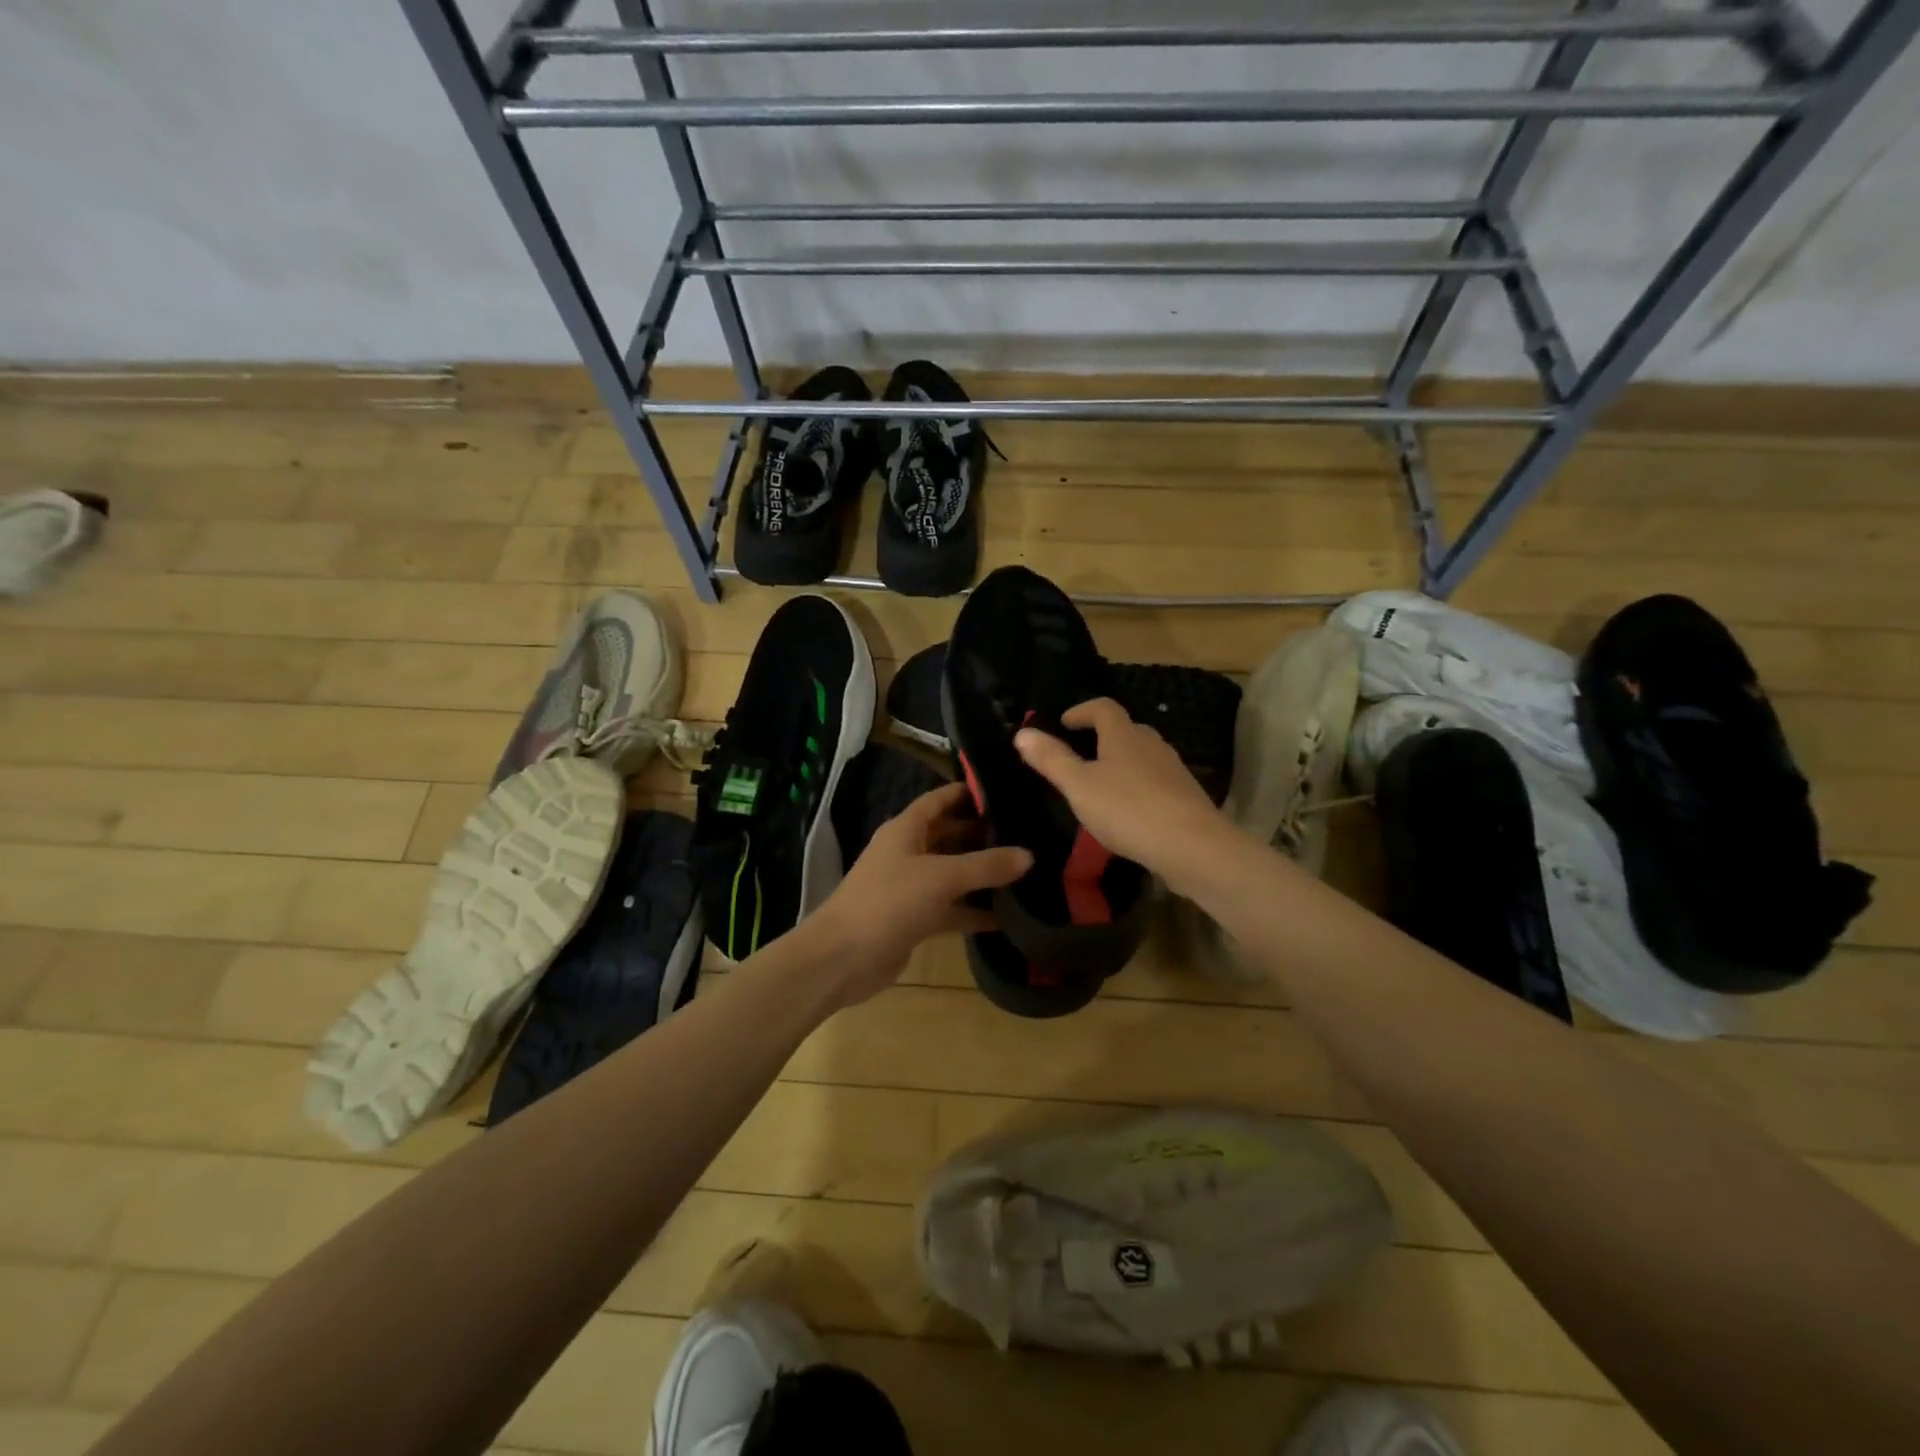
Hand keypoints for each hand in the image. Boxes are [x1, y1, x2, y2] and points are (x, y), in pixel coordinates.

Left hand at [808, 782, 1032, 1006]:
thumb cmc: (888, 902)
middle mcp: (909, 852)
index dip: (970, 792)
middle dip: (986, 834)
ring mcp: (912, 887)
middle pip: (952, 835)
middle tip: (1030, 832)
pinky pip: (952, 909)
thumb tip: (1029, 855)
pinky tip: (1009, 916)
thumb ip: (986, 865)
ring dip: (984, 874)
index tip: (1009, 789)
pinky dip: (975, 911)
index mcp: (906, 829)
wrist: (842, 959)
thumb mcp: (941, 878)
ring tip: (1029, 870)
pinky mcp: (916, 919)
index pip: (942, 799)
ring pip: (954, 874)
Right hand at [1015, 697, 1226, 877]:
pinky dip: (1137, 786)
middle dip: (1101, 737)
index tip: (1063, 723)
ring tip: (1100, 785)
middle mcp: (1151, 744)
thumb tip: (1022, 733)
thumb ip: (1051, 759)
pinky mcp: (1186, 795)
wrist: (1192, 846)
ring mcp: (1173, 769)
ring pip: (1142, 756)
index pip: (1103, 707)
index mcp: (1124, 735)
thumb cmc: (1127, 809)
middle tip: (1078, 755)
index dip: (1081, 710)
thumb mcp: (1079, 786)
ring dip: (1120, 763)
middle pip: (1125, 729)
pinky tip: (1128, 811)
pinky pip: (1155, 781)